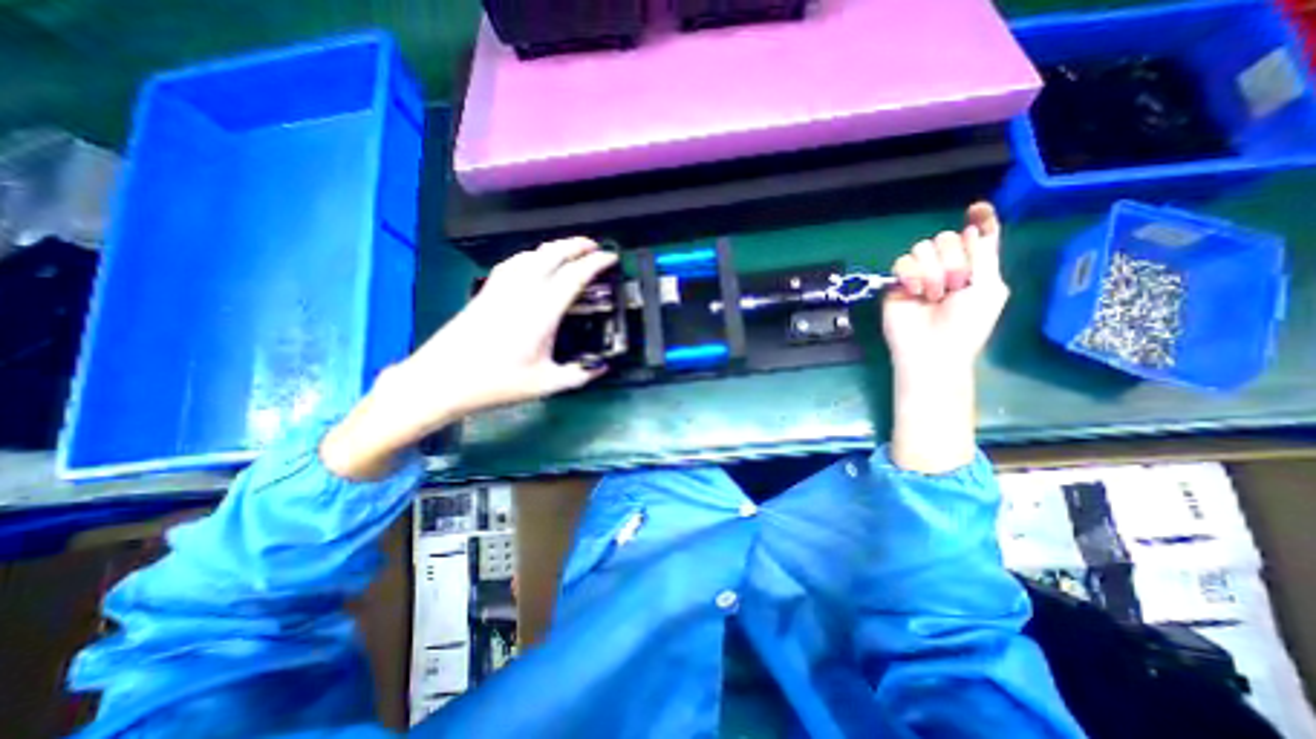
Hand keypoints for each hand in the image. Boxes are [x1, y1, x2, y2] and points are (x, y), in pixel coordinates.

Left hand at [325, 235, 620, 479]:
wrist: (442, 379)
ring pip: (532, 253)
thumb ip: (579, 374)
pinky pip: (514, 261)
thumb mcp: (546, 384)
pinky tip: (534, 262)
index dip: (596, 263)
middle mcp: (523, 290)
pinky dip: (532, 254)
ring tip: (570, 249)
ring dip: (555, 247)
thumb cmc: (497, 383)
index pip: (574, 275)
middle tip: (595, 246)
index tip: (612, 258)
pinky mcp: (487, 290)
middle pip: (553, 254)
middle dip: (577, 245)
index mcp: (542, 311)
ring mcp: (502, 287)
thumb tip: (602, 367)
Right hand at [884, 201, 1010, 374]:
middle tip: (954, 285)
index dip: (979, 219)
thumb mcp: (989, 288)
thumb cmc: (966, 324)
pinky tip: (914, 292)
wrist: (931, 348)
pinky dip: (910, 275)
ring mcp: (919, 274)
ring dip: (931, 271)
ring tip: (933, 294)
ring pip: (922, 247)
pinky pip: (901, 261)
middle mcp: (946, 266)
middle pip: (946, 237)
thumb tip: (973, 227)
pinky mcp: (897, 282)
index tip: (977, 209)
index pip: (976, 235)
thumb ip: (984, 255)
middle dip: (952, 259)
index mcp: (974, 266)